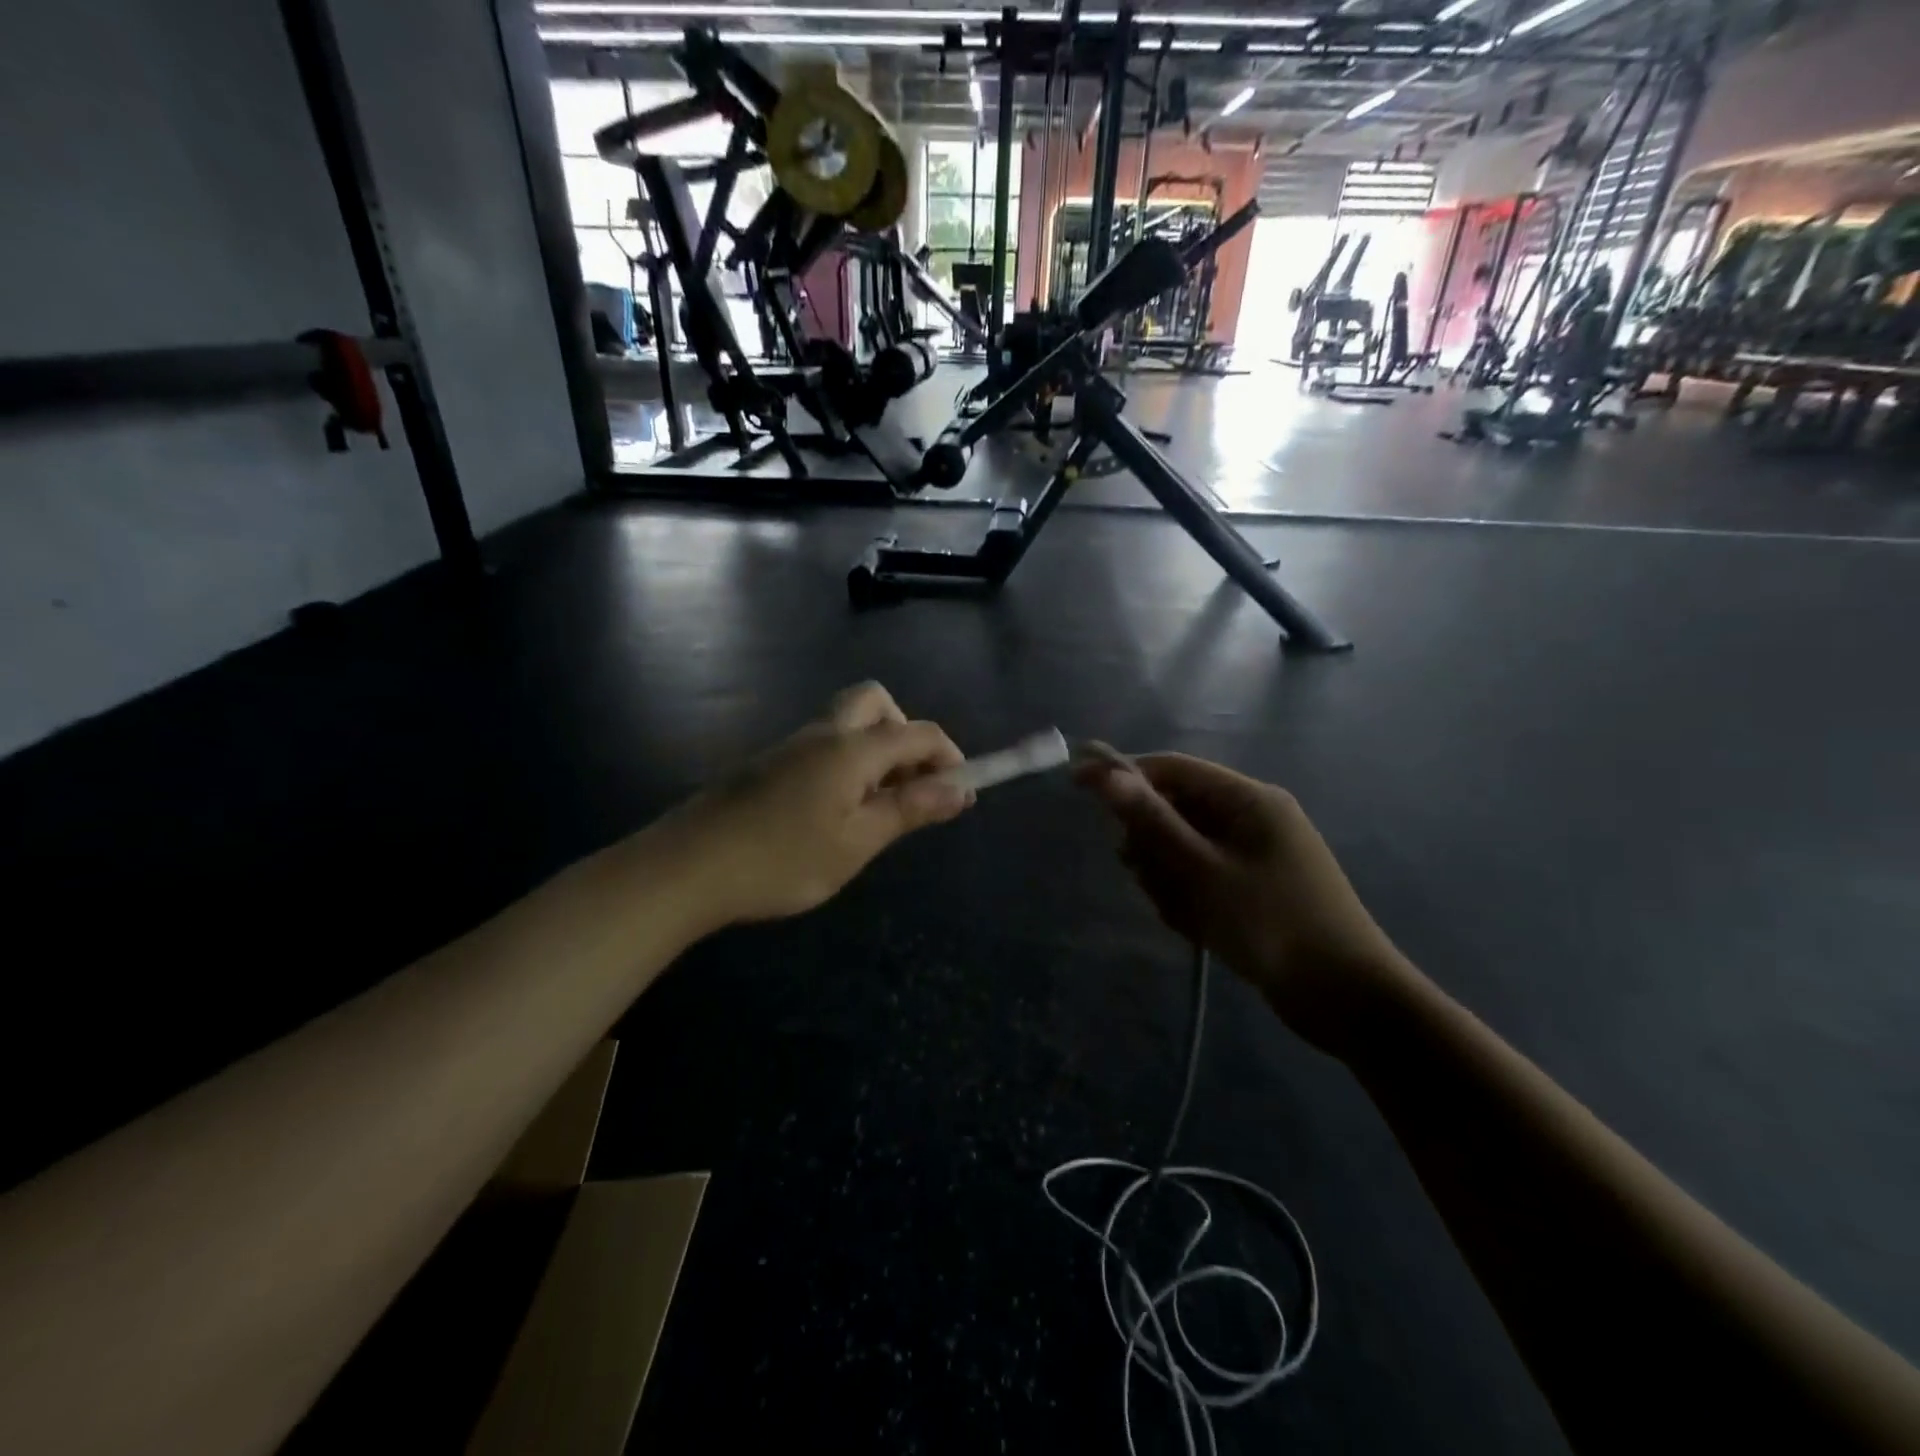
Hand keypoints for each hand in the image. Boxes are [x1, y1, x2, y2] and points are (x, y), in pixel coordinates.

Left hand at [659, 683, 971, 925]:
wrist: (685, 868)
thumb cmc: (781, 859)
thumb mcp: (856, 842)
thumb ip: (909, 810)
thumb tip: (962, 789)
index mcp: (851, 748)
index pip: (918, 733)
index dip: (951, 758)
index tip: (963, 795)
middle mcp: (823, 733)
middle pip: (877, 704)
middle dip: (906, 735)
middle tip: (910, 784)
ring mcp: (790, 746)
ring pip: (847, 724)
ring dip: (875, 751)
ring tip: (876, 808)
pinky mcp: (768, 765)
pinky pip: (822, 746)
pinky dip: (846, 764)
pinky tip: (834, 813)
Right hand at [1075, 748, 1412, 1055]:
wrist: (1348, 1000)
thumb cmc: (1273, 925)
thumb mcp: (1203, 872)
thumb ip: (1153, 822)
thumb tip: (1108, 775)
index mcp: (1248, 799)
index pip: (1172, 768)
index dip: (1123, 775)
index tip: (1078, 787)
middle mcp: (1251, 817)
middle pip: (1174, 810)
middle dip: (1152, 844)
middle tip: (1147, 877)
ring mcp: (1253, 854)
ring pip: (1182, 848)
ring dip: (1168, 878)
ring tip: (1183, 914)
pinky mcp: (1252, 887)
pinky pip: (1200, 877)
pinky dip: (1189, 898)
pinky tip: (1197, 928)